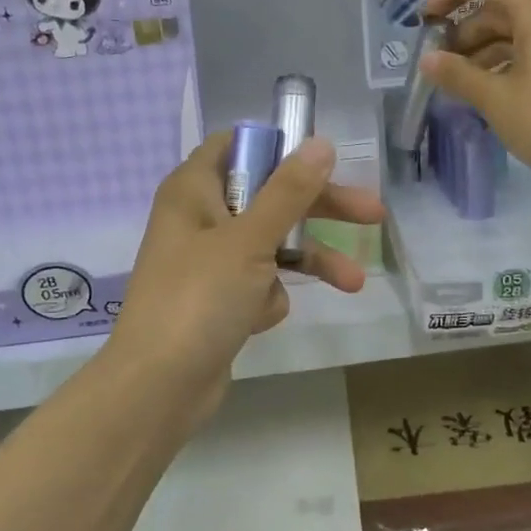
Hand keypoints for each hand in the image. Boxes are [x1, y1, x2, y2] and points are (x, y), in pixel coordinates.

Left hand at [108, 132, 384, 424]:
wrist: (158, 387)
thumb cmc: (199, 298)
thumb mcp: (250, 239)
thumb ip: (289, 191)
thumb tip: (321, 143)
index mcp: (193, 190)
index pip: (235, 147)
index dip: (278, 148)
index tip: (320, 160)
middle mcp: (199, 219)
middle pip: (268, 197)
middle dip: (318, 209)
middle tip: (372, 215)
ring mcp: (208, 263)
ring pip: (271, 245)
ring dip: (308, 261)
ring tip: (353, 283)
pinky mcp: (218, 301)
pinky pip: (258, 284)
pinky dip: (266, 299)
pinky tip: (257, 320)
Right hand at [419, 0, 530, 191]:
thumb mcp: (495, 98)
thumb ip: (458, 75)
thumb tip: (426, 60)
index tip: (426, 19)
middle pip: (496, 6)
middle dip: (461, 28)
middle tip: (435, 60)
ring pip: (508, 33)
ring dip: (476, 50)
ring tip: (452, 81)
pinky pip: (522, 53)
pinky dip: (496, 65)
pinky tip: (479, 92)